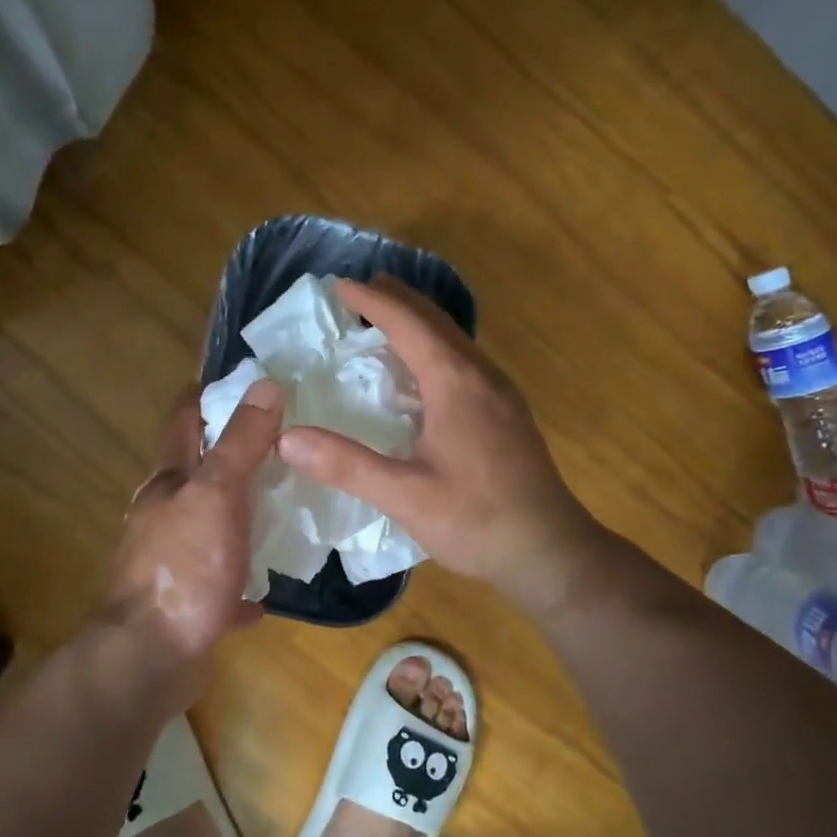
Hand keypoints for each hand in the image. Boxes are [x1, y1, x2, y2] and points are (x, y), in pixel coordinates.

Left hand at [102, 379, 283, 659]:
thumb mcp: (218, 495)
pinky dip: (237, 583)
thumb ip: (241, 443)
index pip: (184, 423)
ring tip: (278, 509)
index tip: (237, 381)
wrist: (150, 658)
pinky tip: (262, 593)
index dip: (205, 397)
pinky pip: (217, 586)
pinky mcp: (183, 606)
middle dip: (228, 456)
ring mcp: (170, 563)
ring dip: (235, 518)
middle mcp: (163, 517)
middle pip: (195, 475)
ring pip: (206, 529)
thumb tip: (263, 384)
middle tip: (277, 444)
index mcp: (168, 484)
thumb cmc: (184, 567)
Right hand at [276, 276, 604, 607]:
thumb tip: (286, 437)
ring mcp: (500, 393)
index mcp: (456, 383)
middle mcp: (481, 375)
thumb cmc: (478, 521)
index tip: (339, 284)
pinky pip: (464, 362)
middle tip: (360, 290)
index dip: (373, 301)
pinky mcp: (507, 413)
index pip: (408, 324)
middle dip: (397, 300)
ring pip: (454, 340)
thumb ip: (346, 465)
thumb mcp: (406, 496)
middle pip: (436, 321)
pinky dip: (433, 349)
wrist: (551, 552)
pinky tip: (420, 375)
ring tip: (384, 321)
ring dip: (418, 323)